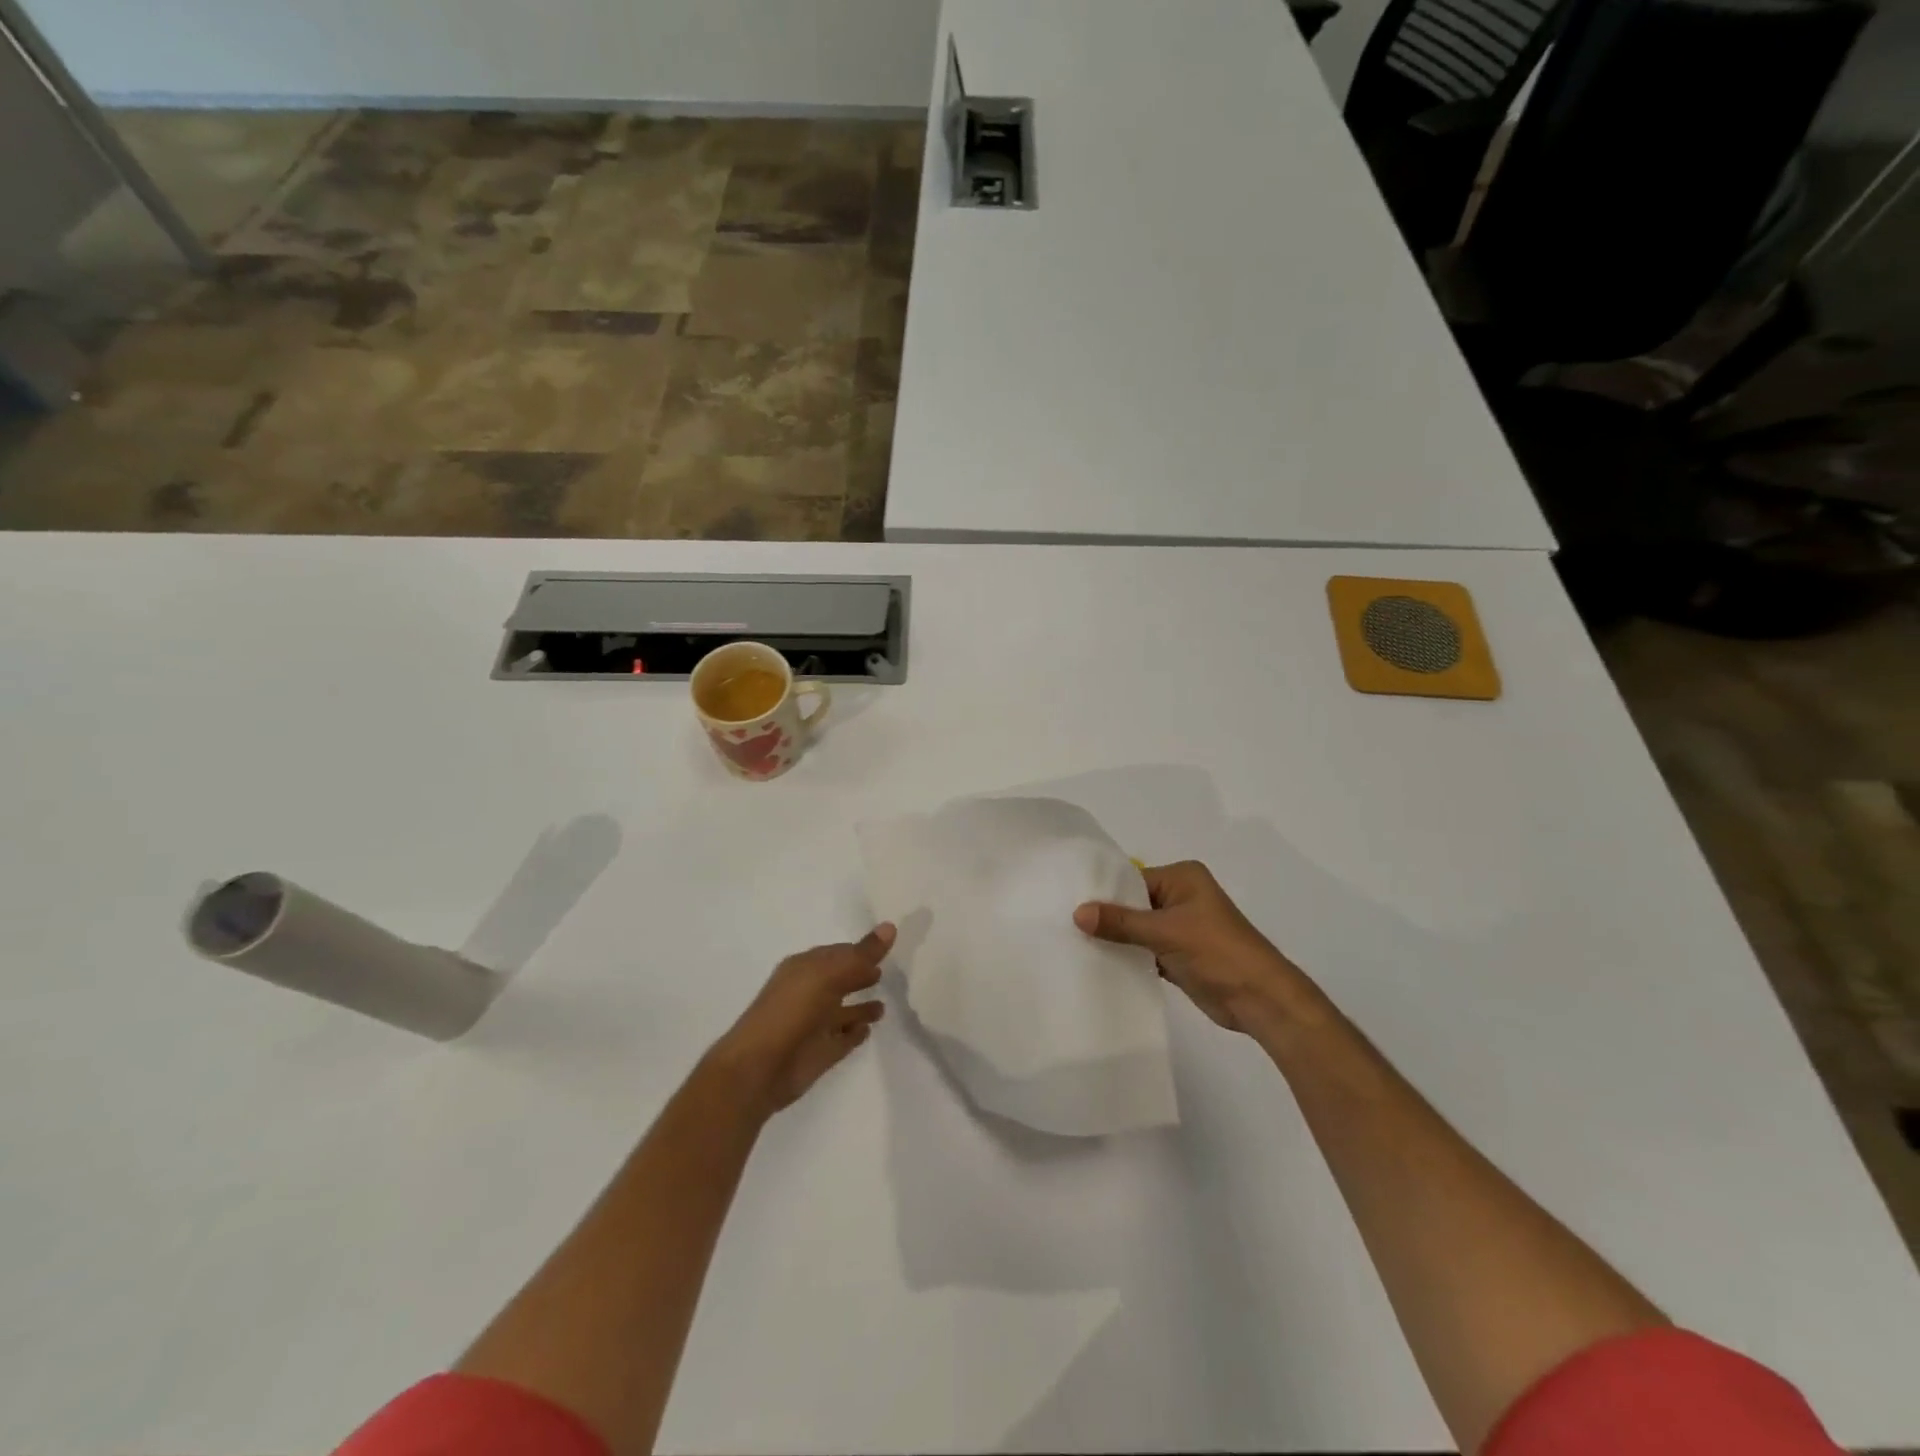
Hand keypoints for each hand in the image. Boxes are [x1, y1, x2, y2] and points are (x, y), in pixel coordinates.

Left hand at [707, 925, 894, 1114]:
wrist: (760, 1068)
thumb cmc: (792, 1011)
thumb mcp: (829, 974)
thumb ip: (862, 954)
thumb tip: (891, 926)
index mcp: (805, 968)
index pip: (838, 953)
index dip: (860, 950)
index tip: (886, 946)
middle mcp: (809, 993)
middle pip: (841, 980)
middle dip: (860, 975)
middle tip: (888, 971)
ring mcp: (814, 1025)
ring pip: (843, 1012)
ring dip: (861, 1008)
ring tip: (884, 1006)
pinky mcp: (820, 1053)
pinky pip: (843, 1039)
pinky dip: (855, 1034)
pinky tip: (869, 1030)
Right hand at [1074, 862, 1315, 1034]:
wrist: (1260, 999)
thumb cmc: (1217, 952)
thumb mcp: (1165, 932)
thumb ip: (1121, 922)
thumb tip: (1077, 913)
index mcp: (1182, 878)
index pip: (1132, 879)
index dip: (1103, 892)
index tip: (1067, 902)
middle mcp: (1181, 896)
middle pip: (1133, 903)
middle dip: (1106, 916)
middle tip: (1064, 923)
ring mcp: (1181, 927)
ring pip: (1138, 928)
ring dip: (1116, 938)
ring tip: (1074, 943)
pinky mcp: (1179, 954)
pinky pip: (1145, 949)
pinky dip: (1128, 955)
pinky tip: (1098, 962)